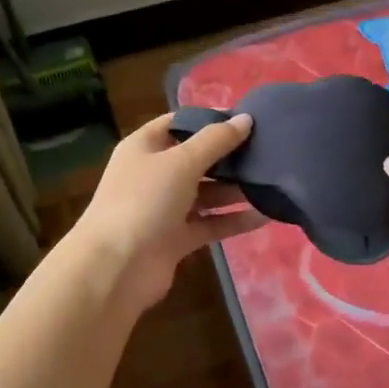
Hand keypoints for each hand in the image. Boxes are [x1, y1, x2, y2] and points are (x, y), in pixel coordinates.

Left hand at [69, 112, 268, 313]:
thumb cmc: (144, 201)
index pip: (179, 123)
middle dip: (229, 156)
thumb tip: (245, 118)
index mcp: (145, 147)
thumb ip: (216, 140)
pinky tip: (266, 215)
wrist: (115, 268)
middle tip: (268, 150)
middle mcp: (154, 175)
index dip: (209, 119)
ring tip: (273, 181)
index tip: (246, 119)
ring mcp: (165, 208)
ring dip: (235, 189)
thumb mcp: (181, 162)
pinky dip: (234, 220)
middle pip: (197, 159)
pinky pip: (211, 224)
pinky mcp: (177, 238)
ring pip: (207, 193)